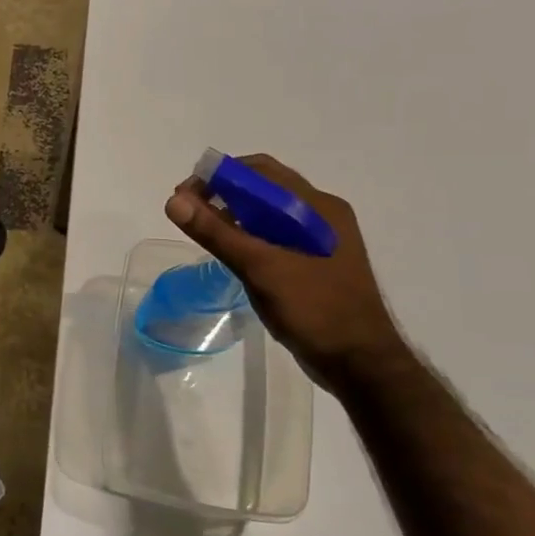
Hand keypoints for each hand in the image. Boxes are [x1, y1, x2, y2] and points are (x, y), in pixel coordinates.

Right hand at [165, 154, 407, 388]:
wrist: (360, 364)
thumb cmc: (314, 310)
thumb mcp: (261, 268)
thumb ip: (217, 233)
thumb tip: (174, 201)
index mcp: (318, 207)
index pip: (261, 171)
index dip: (218, 176)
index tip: (184, 196)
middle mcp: (322, 215)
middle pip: (265, 188)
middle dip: (223, 193)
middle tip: (188, 212)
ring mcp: (321, 240)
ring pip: (269, 213)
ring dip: (235, 213)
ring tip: (204, 230)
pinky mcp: (315, 262)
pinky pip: (276, 235)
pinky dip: (249, 234)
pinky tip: (232, 251)